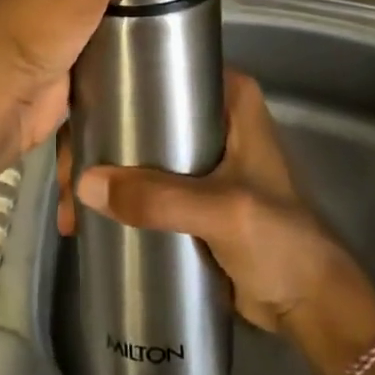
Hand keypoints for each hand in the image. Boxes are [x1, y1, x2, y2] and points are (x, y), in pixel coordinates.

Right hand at [59, 70, 353, 334]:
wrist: (306, 302)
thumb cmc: (278, 240)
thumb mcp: (222, 211)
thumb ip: (160, 198)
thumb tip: (84, 185)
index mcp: (227, 96)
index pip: (160, 72)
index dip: (112, 90)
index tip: (77, 123)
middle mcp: (209, 114)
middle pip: (136, 111)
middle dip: (94, 142)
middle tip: (67, 182)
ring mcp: (196, 154)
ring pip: (132, 146)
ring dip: (96, 173)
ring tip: (70, 213)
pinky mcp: (186, 191)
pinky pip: (138, 181)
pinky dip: (110, 195)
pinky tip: (82, 218)